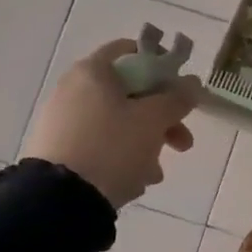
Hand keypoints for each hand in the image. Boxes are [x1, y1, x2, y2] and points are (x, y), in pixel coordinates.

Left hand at [22, 40, 203, 209]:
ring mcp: (64, 121)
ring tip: (156, 173)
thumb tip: (192, 83)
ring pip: (119, 123)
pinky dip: (122, 157)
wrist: (58, 200)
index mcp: (93, 72)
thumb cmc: (112, 146)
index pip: (130, 51)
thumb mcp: (154, 120)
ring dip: (146, 143)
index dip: (160, 63)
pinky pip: (101, 145)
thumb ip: (177, 99)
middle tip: (183, 141)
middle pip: (130, 94)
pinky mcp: (60, 150)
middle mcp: (74, 90)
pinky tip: (134, 181)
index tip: (180, 86)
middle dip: (163, 118)